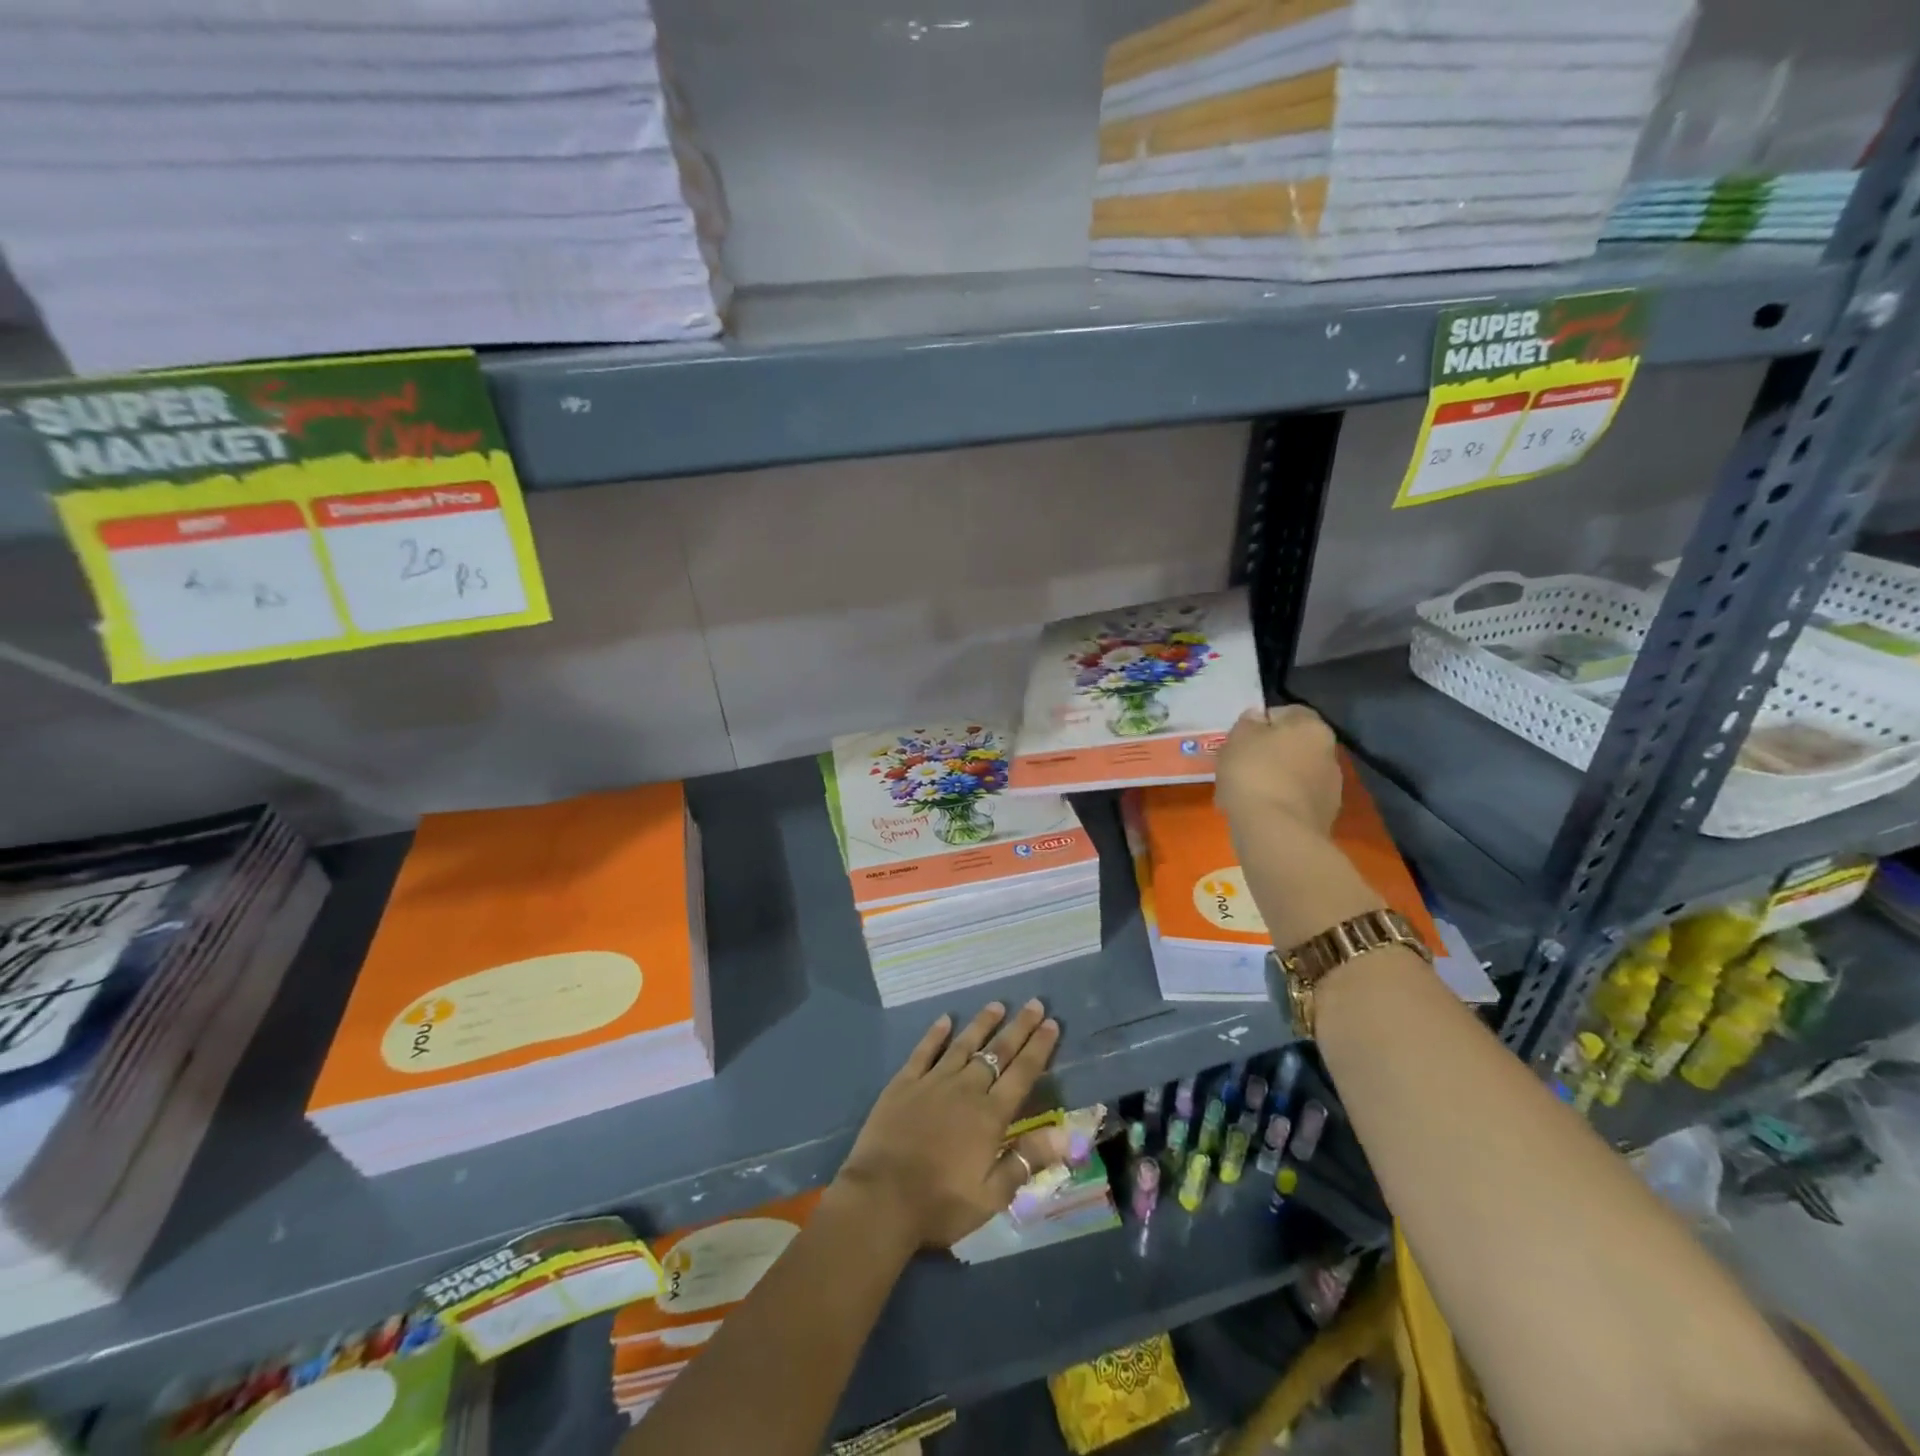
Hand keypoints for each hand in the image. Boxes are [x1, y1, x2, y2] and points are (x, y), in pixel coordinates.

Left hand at [833, 1000, 1068, 1251]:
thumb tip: (1066, 1134)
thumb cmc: (941, 1203)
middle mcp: (966, 1089)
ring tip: (997, 1005)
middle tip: (1034, 1004)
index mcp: (990, 1116)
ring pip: (963, 1044)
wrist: (881, 1199)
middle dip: (1018, 1027)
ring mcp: (933, 1082)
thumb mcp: (992, 1195)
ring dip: (982, 1024)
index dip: (1039, 1048)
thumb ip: (1027, 1160)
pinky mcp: (904, 1083)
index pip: (1022, 1073)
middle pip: (997, 1052)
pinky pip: (924, 1051)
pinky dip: (936, 1034)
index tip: (1052, 1024)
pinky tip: (945, 1019)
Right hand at [1215, 704, 1342, 838]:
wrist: (1276, 832)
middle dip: (1269, 754)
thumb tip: (1258, 718)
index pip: (1287, 712)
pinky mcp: (1324, 817)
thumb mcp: (1238, 738)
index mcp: (1312, 727)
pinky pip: (1295, 801)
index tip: (1240, 740)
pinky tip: (1257, 813)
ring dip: (1274, 780)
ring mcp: (1330, 788)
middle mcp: (1329, 753)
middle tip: (1240, 767)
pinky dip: (1278, 803)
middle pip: (1293, 746)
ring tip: (1245, 795)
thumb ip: (1248, 723)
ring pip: (1294, 775)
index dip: (1261, 723)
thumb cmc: (1254, 773)